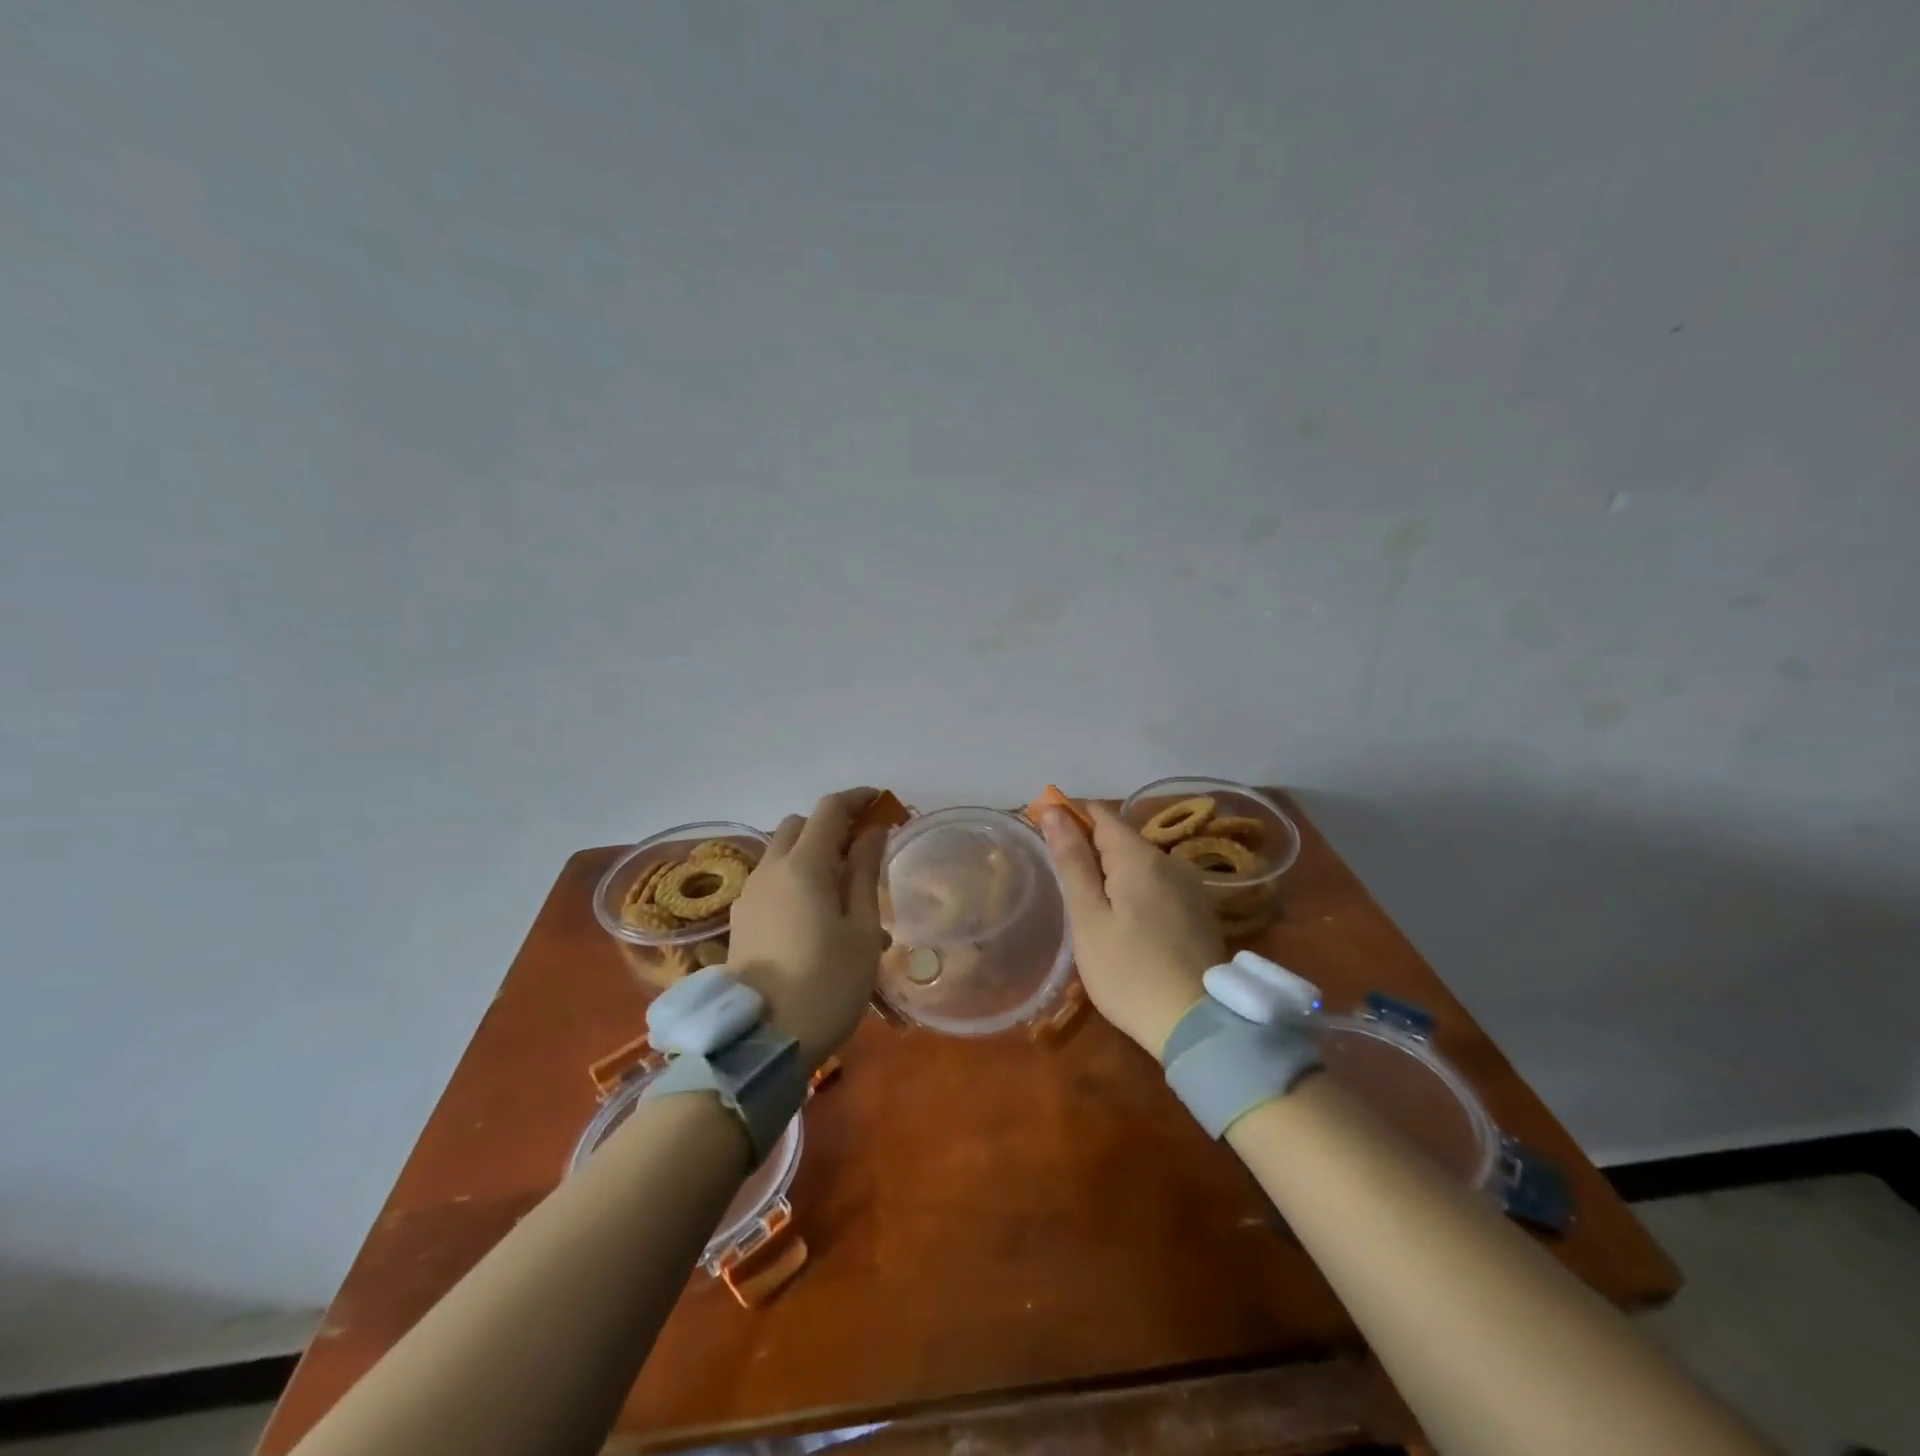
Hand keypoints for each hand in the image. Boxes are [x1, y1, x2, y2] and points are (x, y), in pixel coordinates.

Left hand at [728, 789, 886, 1072]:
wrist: (762, 1042)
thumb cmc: (827, 984)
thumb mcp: (862, 929)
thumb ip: (865, 872)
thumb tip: (872, 831)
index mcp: (803, 865)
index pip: (829, 810)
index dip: (856, 799)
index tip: (881, 802)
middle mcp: (770, 869)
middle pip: (798, 825)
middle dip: (830, 825)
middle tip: (862, 850)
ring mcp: (750, 894)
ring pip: (781, 852)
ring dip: (811, 852)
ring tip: (842, 888)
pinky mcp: (741, 919)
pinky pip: (771, 879)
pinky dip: (795, 876)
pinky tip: (816, 913)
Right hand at [1040, 802, 1223, 1057]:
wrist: (1198, 1026)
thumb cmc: (1129, 972)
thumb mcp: (1088, 918)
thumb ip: (1072, 862)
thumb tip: (1055, 812)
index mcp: (1140, 857)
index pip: (1100, 814)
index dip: (1070, 817)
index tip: (1044, 836)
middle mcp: (1170, 861)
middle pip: (1121, 838)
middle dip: (1089, 849)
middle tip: (1062, 883)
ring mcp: (1190, 887)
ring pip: (1140, 863)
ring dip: (1111, 872)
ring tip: (1088, 906)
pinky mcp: (1199, 912)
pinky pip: (1158, 885)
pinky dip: (1134, 890)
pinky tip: (1123, 922)